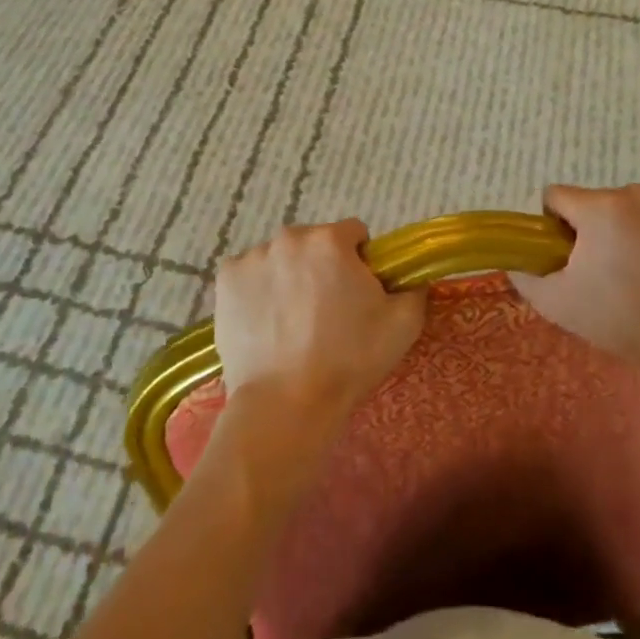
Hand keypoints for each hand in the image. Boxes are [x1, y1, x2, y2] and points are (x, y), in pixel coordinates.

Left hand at [213, 219, 426, 419]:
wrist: (285, 404)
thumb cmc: (349, 361)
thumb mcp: (403, 324)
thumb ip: (414, 287)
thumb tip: (410, 277)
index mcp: (331, 240)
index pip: (353, 234)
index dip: (360, 262)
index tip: (358, 294)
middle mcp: (289, 237)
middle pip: (314, 243)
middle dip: (323, 267)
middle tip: (326, 312)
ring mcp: (253, 257)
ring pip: (281, 258)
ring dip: (290, 276)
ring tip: (293, 322)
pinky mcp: (225, 280)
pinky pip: (249, 274)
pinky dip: (258, 290)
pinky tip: (265, 322)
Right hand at [512, 184, 639, 386]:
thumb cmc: (617, 319)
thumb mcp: (555, 303)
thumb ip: (524, 275)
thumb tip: (515, 261)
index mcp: (598, 208)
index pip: (556, 196)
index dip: (554, 225)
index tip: (567, 256)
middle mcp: (631, 192)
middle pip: (592, 202)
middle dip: (590, 228)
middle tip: (602, 270)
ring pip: (623, 205)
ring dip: (620, 226)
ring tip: (635, 269)